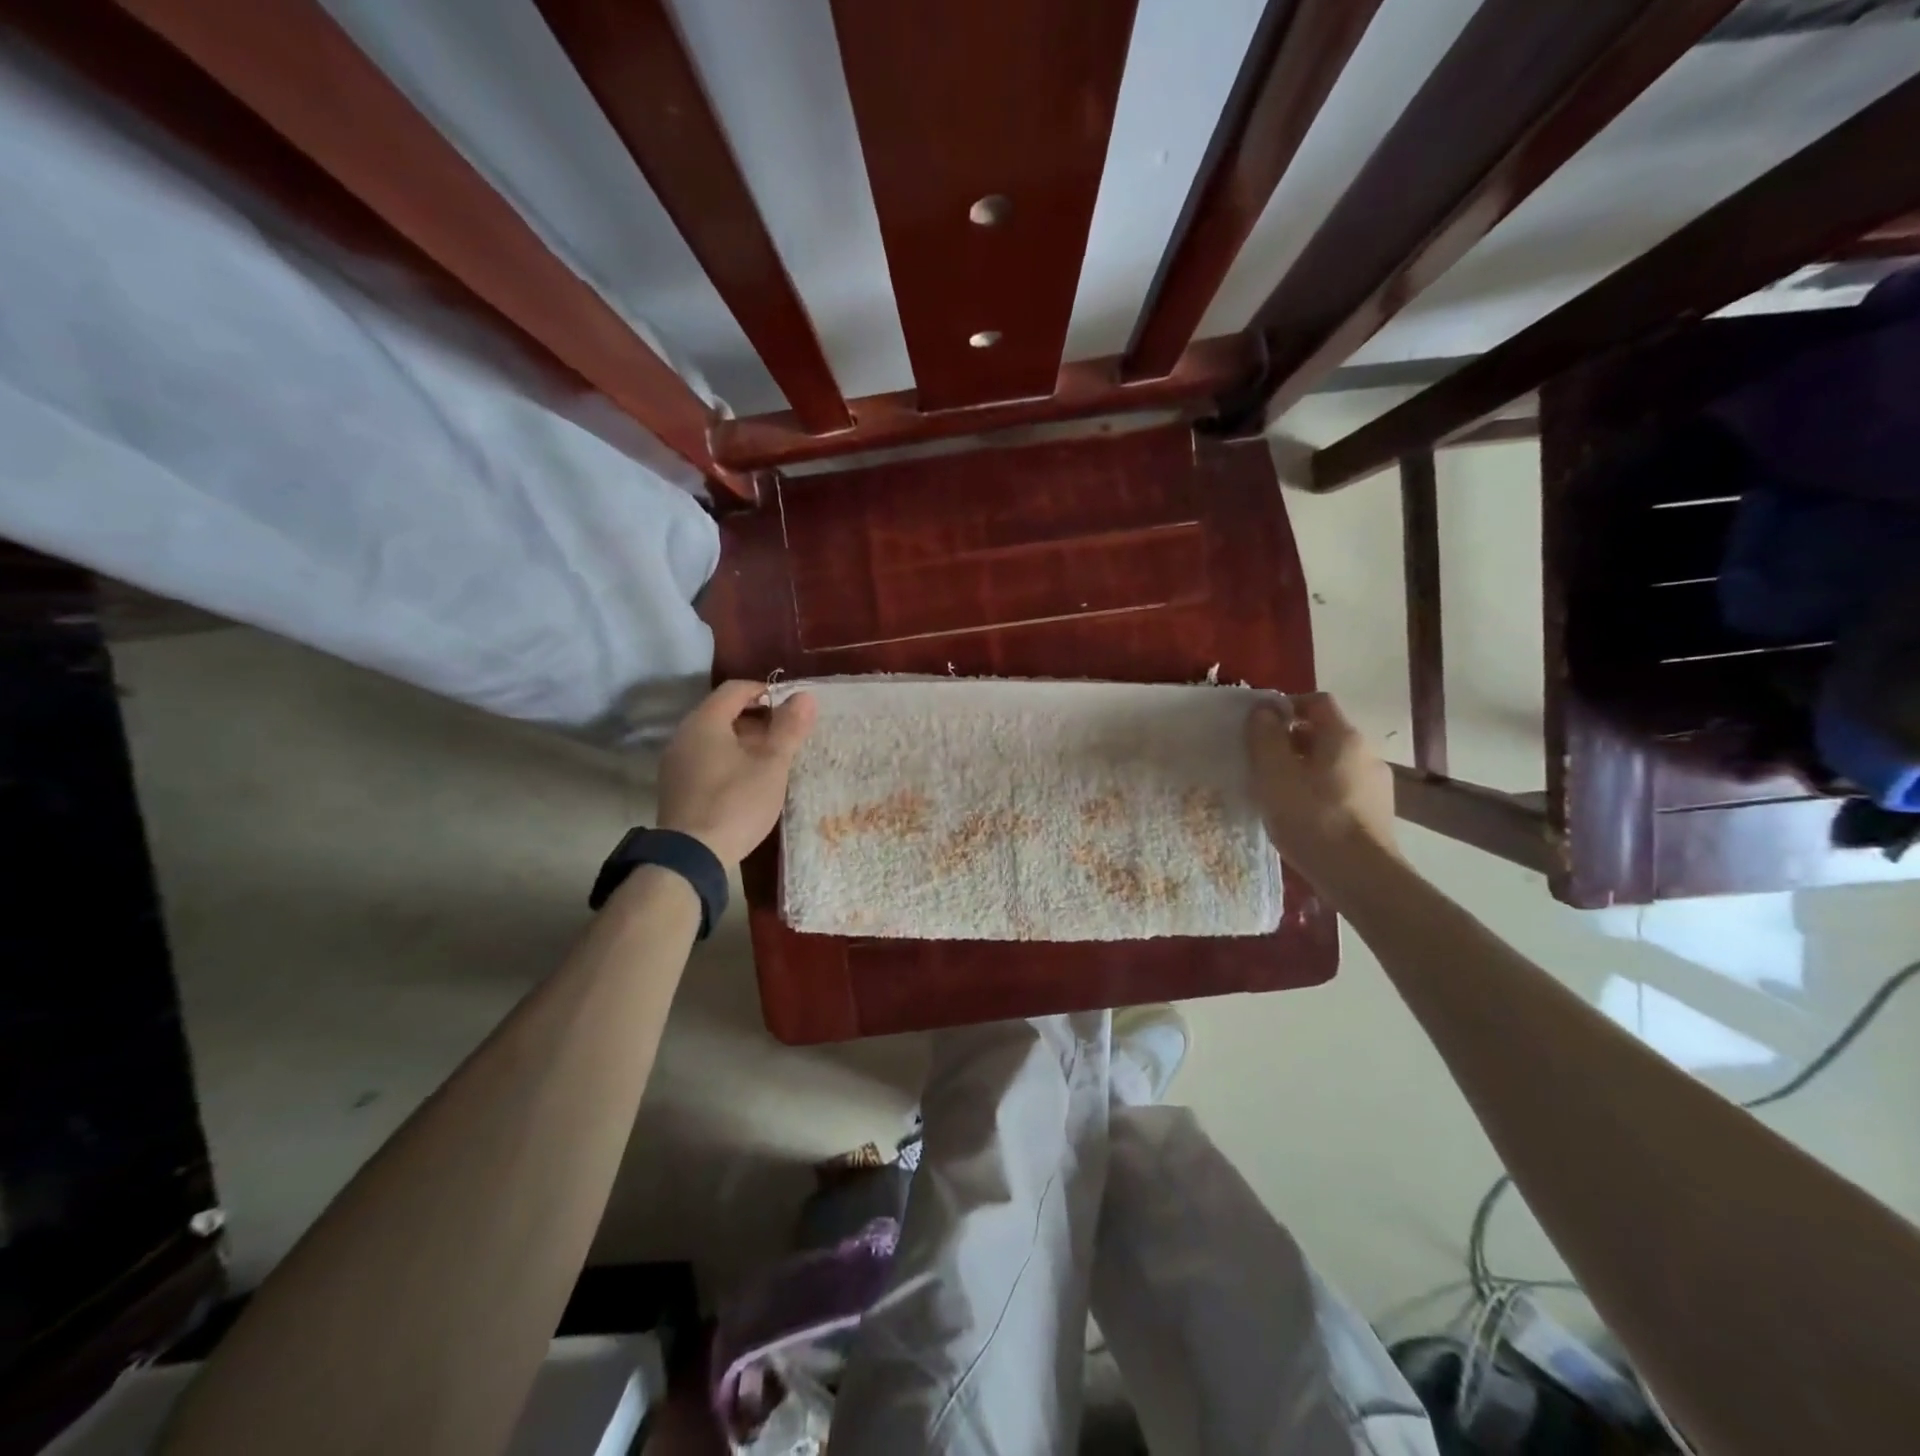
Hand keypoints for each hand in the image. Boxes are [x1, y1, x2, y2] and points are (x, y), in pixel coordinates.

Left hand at [658, 681, 816, 864]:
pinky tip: (746, 781)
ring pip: (713, 737)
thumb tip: (806, 696)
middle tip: (785, 736)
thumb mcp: (772, 765)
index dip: (765, 692)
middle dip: (757, 718)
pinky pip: (704, 758)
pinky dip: (727, 758)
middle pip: (722, 712)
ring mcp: (675, 762)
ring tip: (770, 760)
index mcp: (705, 722)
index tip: (790, 709)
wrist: (691, 856)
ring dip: (743, 740)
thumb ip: (789, 729)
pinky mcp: (675, 786)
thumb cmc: (736, 803)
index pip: (736, 689)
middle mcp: (683, 735)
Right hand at [1245, 693, 1399, 890]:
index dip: (1286, 706)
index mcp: (1344, 737)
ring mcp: (1376, 784)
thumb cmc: (1312, 819)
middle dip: (1291, 740)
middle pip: (1324, 732)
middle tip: (1261, 761)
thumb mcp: (1274, 775)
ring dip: (1304, 767)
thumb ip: (1265, 738)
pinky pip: (1341, 788)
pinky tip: (1301, 815)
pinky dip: (1318, 791)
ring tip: (1277, 791)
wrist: (1361, 877)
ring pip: (1332, 763)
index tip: (1259, 726)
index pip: (1316, 701)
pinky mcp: (1376, 812)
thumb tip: (1263, 711)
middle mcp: (1366, 753)